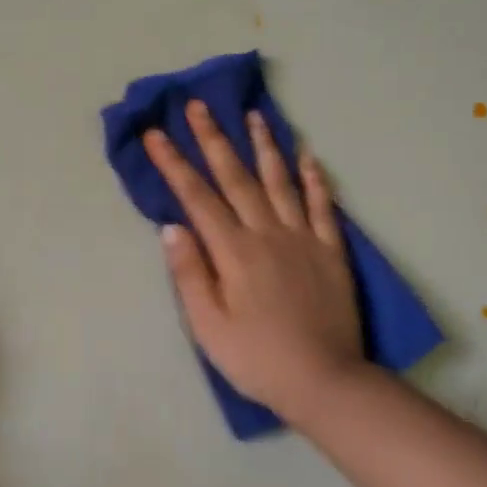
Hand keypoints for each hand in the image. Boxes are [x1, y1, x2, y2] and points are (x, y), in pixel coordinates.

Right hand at [144, 101, 362, 425]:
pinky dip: (314, 178)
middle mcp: (267, 234)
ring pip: (280, 181)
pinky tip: (308, 155)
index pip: (197, 198)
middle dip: (213, 139)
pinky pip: (322, 206)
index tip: (156, 134)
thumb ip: (190, 274)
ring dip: (265, 146)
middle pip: (236, 178)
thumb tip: (172, 227)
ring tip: (254, 115)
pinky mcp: (331, 251)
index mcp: (234, 252)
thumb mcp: (208, 325)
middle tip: (198, 106)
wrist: (324, 381)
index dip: (173, 164)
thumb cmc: (255, 358)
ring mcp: (303, 239)